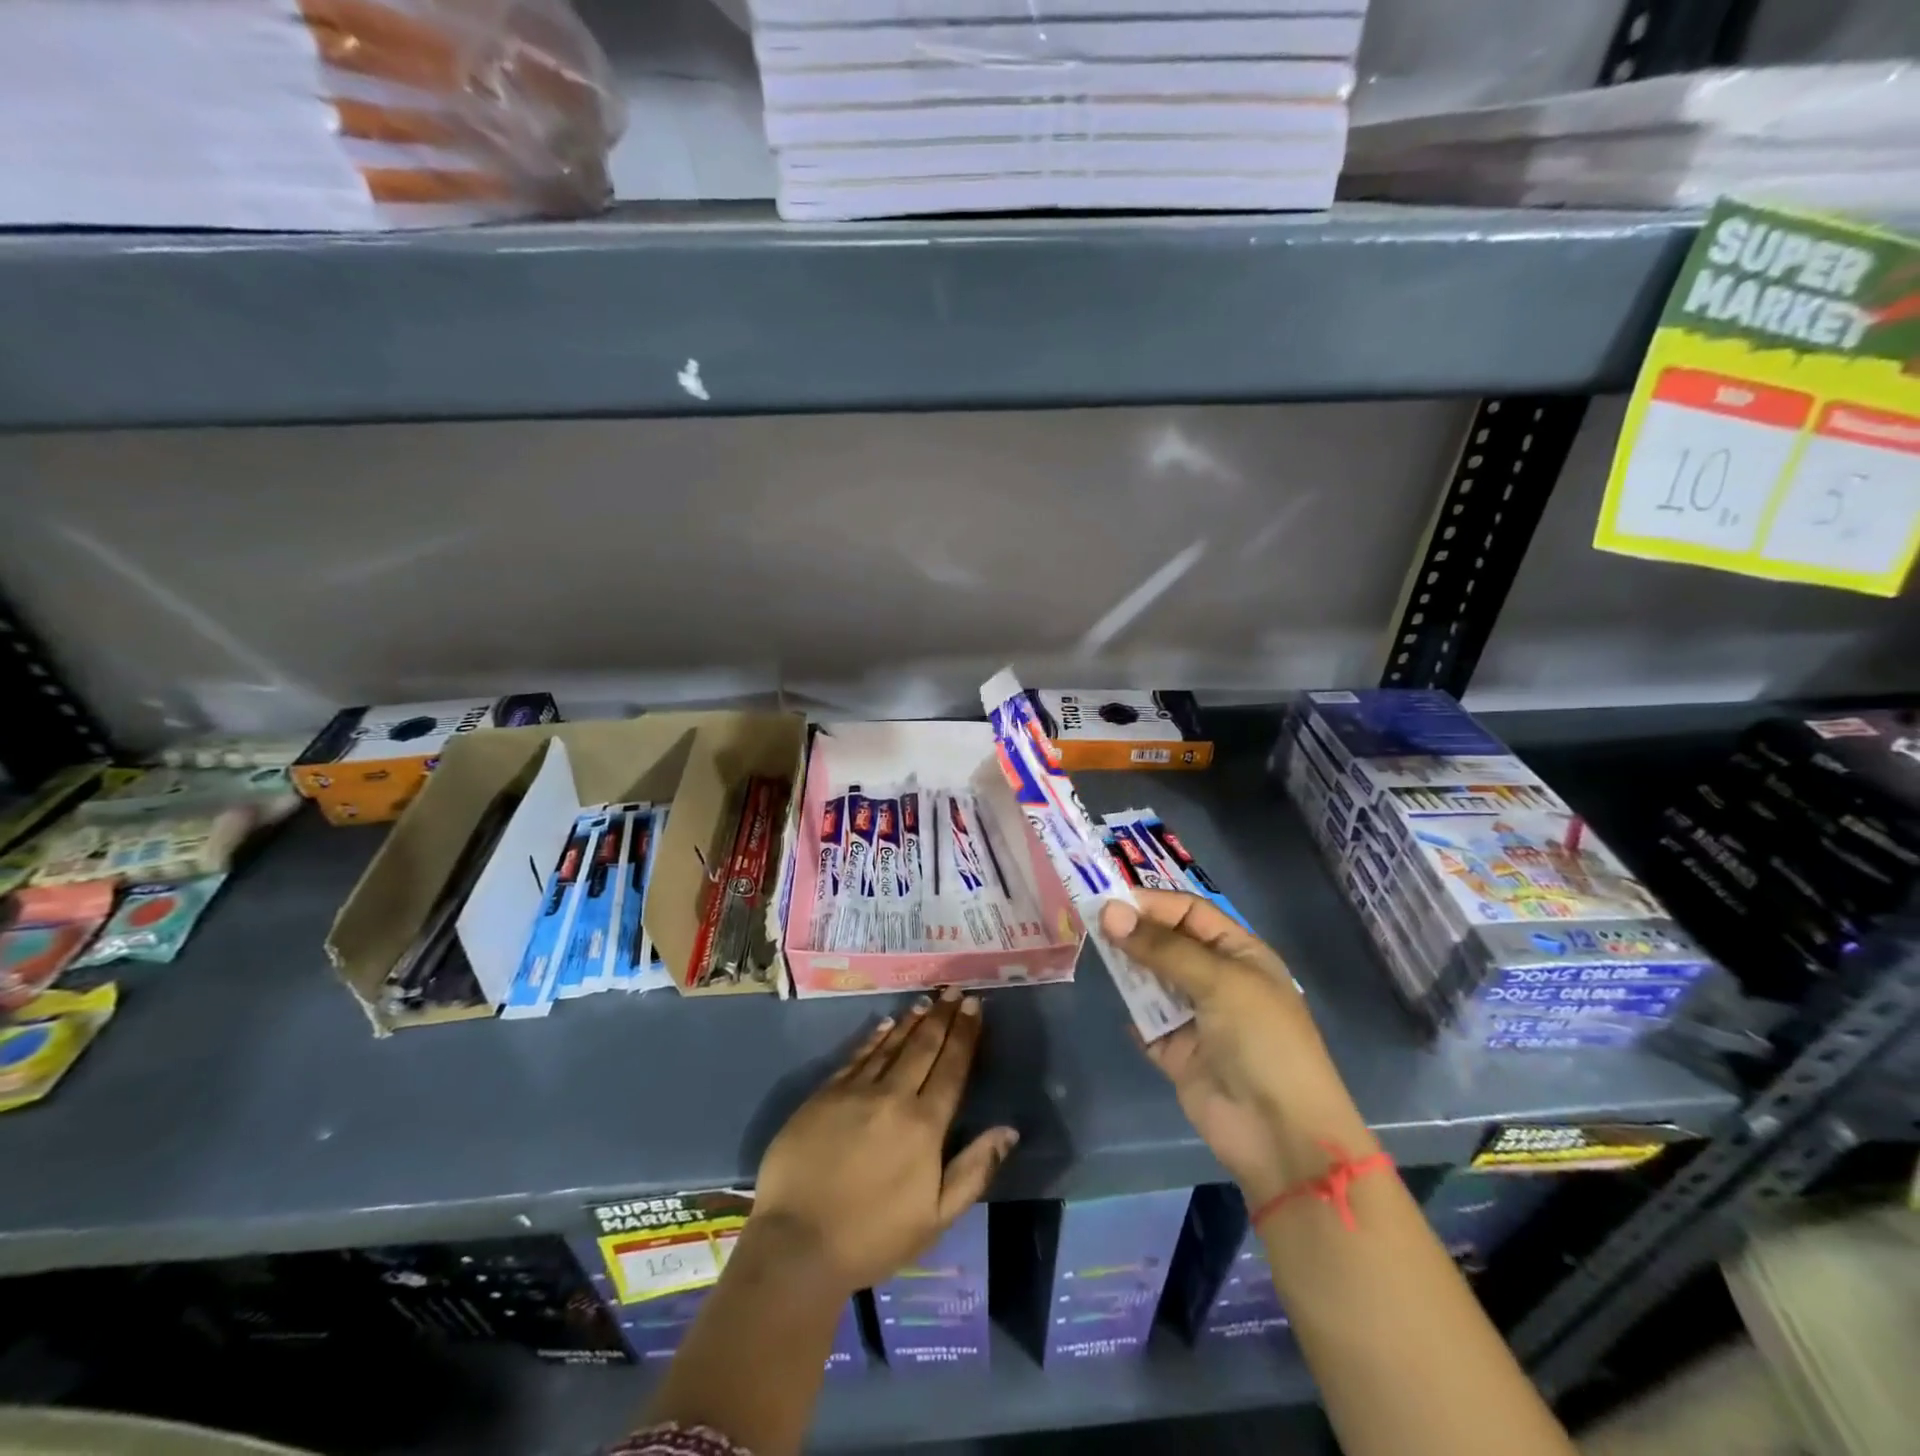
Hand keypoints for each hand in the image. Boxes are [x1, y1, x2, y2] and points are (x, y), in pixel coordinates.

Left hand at [752, 987, 1018, 1295]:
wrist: (797, 1243)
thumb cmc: (873, 1237)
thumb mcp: (936, 1217)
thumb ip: (974, 1170)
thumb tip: (1009, 1130)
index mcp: (924, 1125)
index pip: (952, 1067)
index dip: (965, 1034)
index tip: (974, 1005)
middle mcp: (892, 1096)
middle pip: (923, 1046)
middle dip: (942, 1016)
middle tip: (953, 991)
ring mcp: (855, 1091)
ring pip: (890, 1045)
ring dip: (911, 1021)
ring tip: (926, 1002)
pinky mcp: (824, 1094)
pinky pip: (856, 1056)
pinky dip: (874, 1038)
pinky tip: (884, 1025)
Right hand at [1101, 891, 1372, 1205]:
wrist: (1280, 1134)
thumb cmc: (1262, 1041)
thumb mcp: (1219, 981)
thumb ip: (1161, 947)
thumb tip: (1108, 912)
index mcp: (1239, 954)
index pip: (1190, 913)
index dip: (1152, 904)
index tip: (1109, 900)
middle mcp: (1217, 980)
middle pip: (1168, 944)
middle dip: (1134, 933)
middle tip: (1090, 922)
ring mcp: (1196, 1018)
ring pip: (1153, 981)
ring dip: (1129, 969)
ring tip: (1095, 953)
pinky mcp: (1177, 1053)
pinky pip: (1146, 1024)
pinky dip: (1133, 1015)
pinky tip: (1116, 1003)